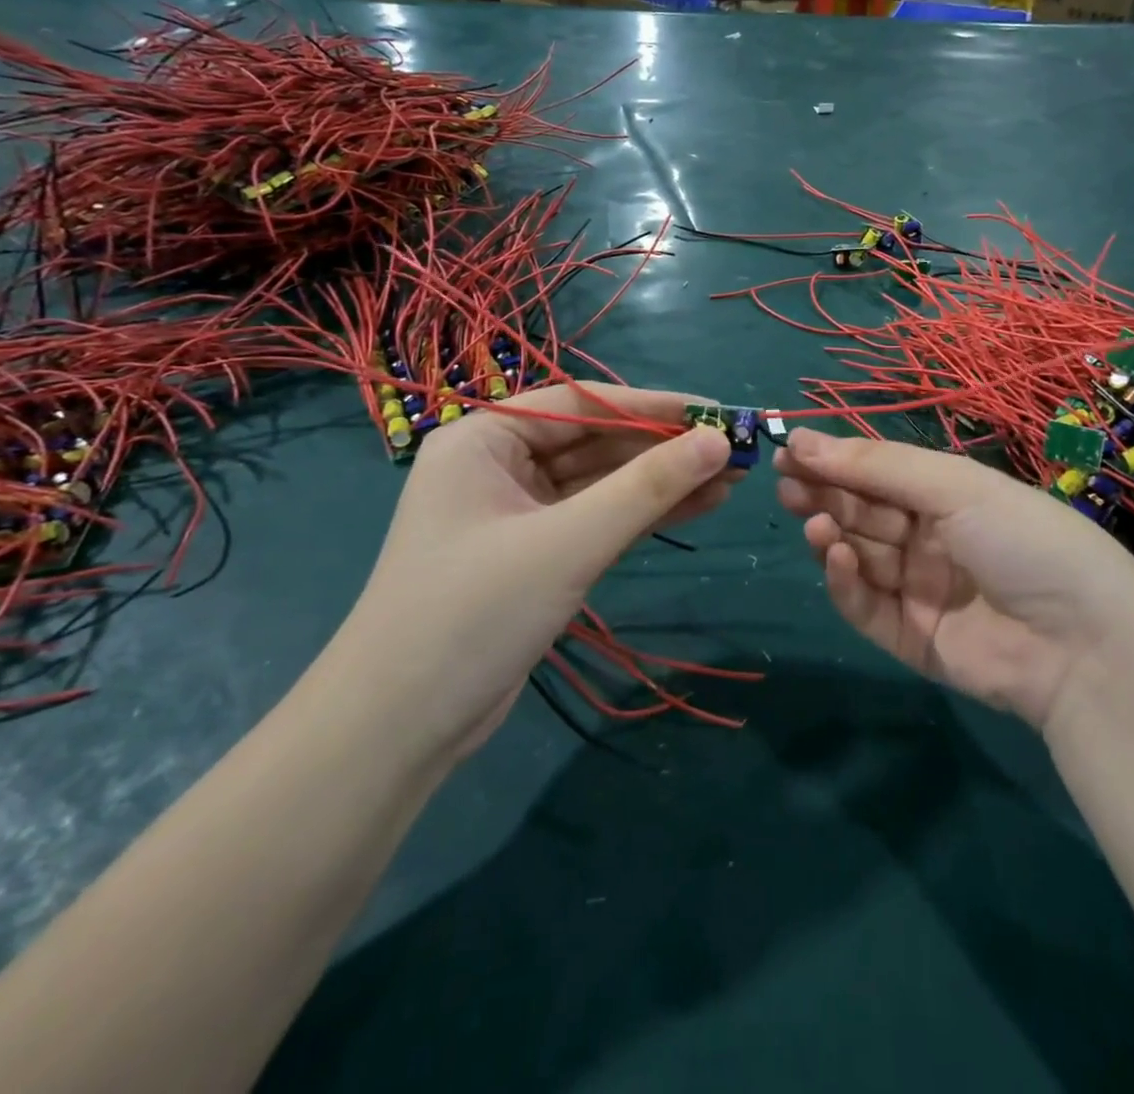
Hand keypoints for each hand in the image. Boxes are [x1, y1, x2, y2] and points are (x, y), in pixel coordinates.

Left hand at [330, 385, 735, 760]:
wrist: (401, 728)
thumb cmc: (476, 612)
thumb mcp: (569, 542)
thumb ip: (646, 488)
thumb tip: (716, 441)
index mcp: (485, 439)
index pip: (582, 404)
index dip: (654, 407)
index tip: (714, 412)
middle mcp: (498, 465)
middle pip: (595, 442)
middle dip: (664, 450)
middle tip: (732, 452)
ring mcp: (517, 512)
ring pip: (602, 483)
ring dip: (661, 483)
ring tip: (730, 479)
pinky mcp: (535, 554)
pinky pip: (597, 519)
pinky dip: (642, 515)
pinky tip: (696, 507)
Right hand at [775, 429, 1133, 729]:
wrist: (1082, 645)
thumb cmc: (1022, 540)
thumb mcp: (955, 486)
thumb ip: (877, 466)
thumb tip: (804, 439)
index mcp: (950, 498)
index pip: (880, 474)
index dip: (836, 460)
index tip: (790, 450)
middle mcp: (932, 540)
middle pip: (864, 512)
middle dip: (824, 493)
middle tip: (784, 482)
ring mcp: (920, 591)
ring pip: (859, 556)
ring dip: (830, 533)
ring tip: (810, 518)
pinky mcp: (910, 638)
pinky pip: (866, 606)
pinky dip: (844, 580)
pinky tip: (833, 556)